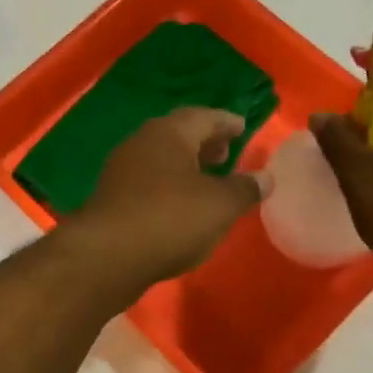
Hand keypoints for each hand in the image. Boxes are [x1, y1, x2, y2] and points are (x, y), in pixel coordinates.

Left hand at [64, 108, 267, 291]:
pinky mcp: (111, 198)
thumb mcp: (220, 205)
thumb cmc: (170, 219)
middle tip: (226, 152)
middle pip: (178, 134)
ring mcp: (121, 170)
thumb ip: (244, 189)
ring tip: (207, 181)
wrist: (107, 256)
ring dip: (185, 166)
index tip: (243, 127)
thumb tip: (265, 177)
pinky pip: (148, 183)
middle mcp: (141, 143)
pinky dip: (168, 187)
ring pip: (160, 159)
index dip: (226, 122)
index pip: (204, 116)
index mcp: (169, 133)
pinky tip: (180, 208)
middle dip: (204, 142)